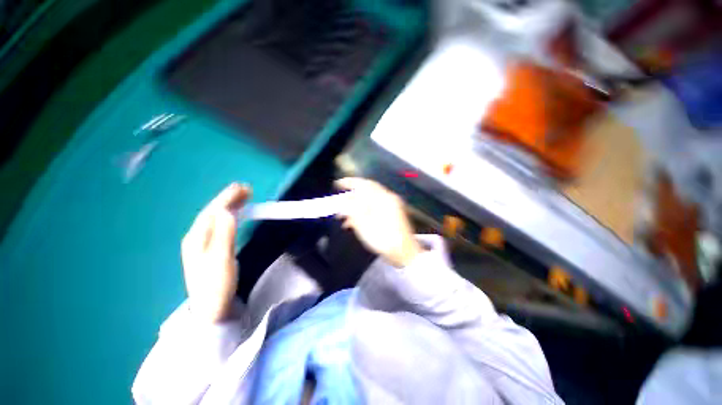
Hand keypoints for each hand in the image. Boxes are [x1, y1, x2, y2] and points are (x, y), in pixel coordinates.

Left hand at [181, 183, 250, 322]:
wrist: (210, 309)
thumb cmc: (217, 285)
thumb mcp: (222, 260)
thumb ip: (224, 235)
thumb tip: (228, 212)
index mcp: (196, 238)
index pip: (212, 212)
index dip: (227, 198)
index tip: (242, 187)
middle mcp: (196, 238)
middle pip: (212, 213)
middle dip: (228, 199)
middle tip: (246, 189)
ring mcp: (201, 245)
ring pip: (215, 219)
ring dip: (229, 206)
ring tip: (243, 197)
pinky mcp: (209, 250)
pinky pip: (219, 226)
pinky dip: (228, 216)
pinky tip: (235, 215)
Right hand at [336, 178, 421, 267]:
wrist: (404, 253)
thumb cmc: (383, 239)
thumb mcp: (363, 225)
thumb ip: (352, 210)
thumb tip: (343, 202)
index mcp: (383, 198)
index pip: (364, 184)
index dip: (349, 182)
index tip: (337, 185)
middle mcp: (388, 198)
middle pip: (367, 190)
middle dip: (352, 195)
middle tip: (340, 199)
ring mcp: (392, 205)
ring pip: (370, 200)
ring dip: (356, 205)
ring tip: (343, 216)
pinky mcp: (393, 214)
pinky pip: (375, 207)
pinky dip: (364, 211)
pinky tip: (354, 222)